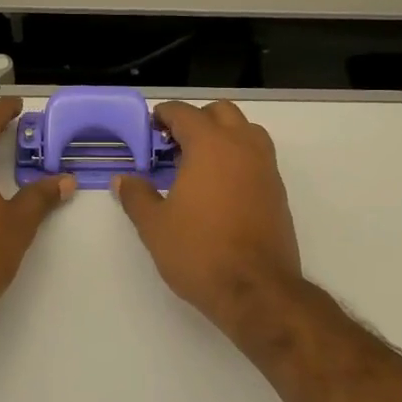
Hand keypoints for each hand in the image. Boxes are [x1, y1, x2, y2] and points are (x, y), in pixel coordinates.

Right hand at [114, 101, 303, 340]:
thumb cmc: (199, 251)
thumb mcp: (154, 225)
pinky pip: (257, 157)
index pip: (185, 113)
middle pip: (221, 112)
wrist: (256, 289)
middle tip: (172, 144)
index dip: (163, 115)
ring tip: (197, 163)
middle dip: (195, 120)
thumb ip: (136, 196)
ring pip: (245, 131)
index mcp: (210, 145)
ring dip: (222, 135)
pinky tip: (218, 188)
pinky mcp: (277, 191)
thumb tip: (123, 179)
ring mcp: (266, 168)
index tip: (149, 128)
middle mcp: (242, 147)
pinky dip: (237, 158)